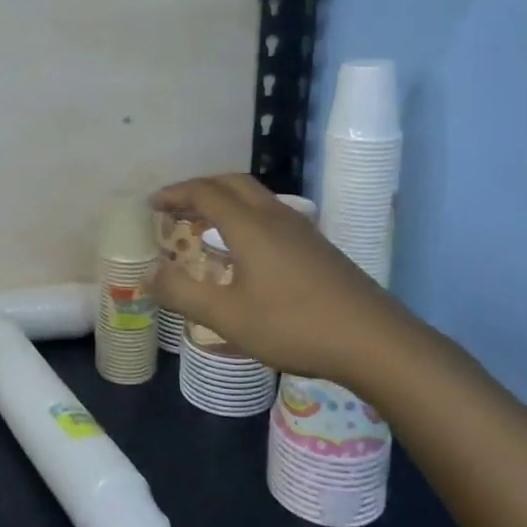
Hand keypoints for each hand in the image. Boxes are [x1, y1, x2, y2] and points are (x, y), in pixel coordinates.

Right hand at [150, 173, 422, 387]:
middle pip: (232, 183)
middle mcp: (275, 217)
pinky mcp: (318, 247)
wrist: (376, 342)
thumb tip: (150, 274)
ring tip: (203, 224)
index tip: (152, 204)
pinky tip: (244, 249)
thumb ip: (184, 294)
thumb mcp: (228, 317)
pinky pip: (271, 214)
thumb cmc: (295, 326)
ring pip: (255, 197)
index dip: (175, 194)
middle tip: (175, 208)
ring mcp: (302, 230)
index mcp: (250, 226)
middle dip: (199, 189)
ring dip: (223, 200)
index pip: (205, 192)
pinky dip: (244, 216)